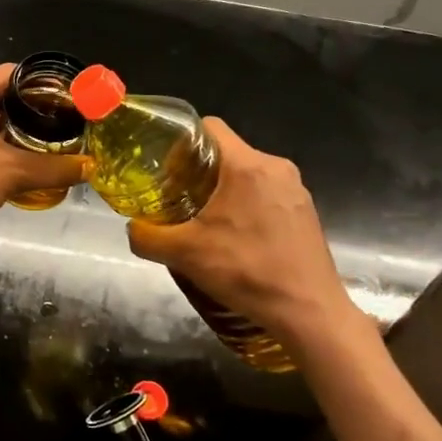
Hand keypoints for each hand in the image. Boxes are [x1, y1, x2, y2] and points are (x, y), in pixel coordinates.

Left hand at [0, 64, 87, 246]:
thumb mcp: (14, 174)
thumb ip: (54, 168)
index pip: (8, 73)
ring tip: (34, 143)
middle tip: (53, 122)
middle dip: (23, 108)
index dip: (37, 82)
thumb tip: (89, 167)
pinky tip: (4, 163)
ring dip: (5, 128)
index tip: (61, 98)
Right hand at [125, 118, 359, 345]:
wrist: (308, 313)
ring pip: (247, 174)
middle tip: (176, 197)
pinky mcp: (306, 212)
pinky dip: (246, 205)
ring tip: (203, 220)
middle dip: (198, 170)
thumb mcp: (183, 254)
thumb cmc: (246, 271)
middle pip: (227, 152)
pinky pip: (267, 194)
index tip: (164, 167)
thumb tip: (133, 228)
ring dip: (222, 190)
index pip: (209, 127)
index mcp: (248, 165)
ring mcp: (296, 190)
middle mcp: (277, 168)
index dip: (181, 141)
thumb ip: (146, 236)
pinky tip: (235, 237)